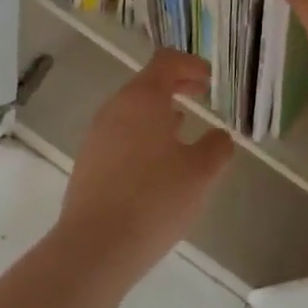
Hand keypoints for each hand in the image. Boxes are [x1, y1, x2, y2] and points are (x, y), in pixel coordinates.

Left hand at [54, 49, 233, 282]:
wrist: (96, 246)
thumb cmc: (154, 200)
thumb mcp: (200, 173)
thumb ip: (216, 148)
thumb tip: (219, 136)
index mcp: (142, 99)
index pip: (166, 61)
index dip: (191, 65)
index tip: (210, 80)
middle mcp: (114, 109)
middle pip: (147, 84)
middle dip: (177, 87)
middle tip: (202, 96)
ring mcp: (97, 136)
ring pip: (132, 111)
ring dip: (159, 113)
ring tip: (184, 130)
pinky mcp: (88, 162)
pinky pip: (121, 136)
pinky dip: (143, 136)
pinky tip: (158, 164)